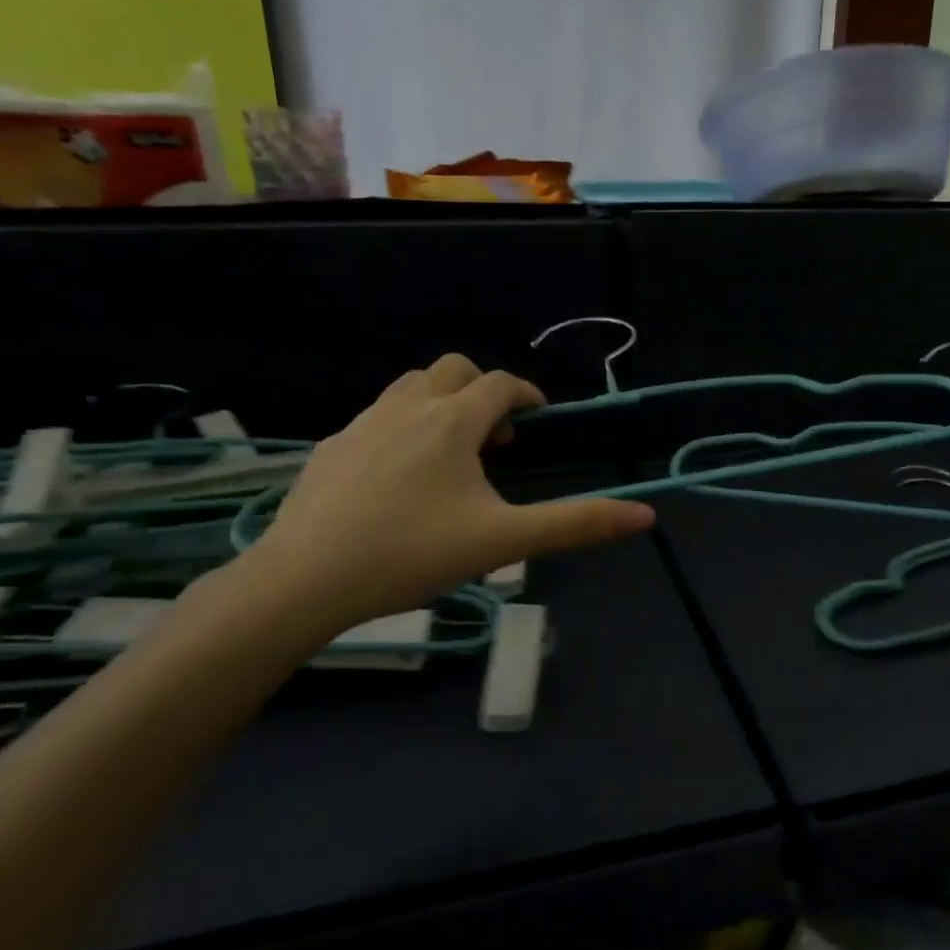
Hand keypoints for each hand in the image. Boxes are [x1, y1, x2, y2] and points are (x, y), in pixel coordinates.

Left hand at [244, 355, 654, 633]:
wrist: (305, 580)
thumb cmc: (412, 554)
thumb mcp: (503, 541)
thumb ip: (575, 524)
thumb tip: (645, 514)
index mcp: (452, 421)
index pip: (500, 384)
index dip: (526, 394)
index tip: (539, 417)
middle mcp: (407, 408)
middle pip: (453, 369)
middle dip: (482, 392)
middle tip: (494, 441)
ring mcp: (362, 425)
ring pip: (410, 387)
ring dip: (440, 403)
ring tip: (450, 455)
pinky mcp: (331, 448)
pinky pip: (376, 417)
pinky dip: (402, 427)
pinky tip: (398, 477)